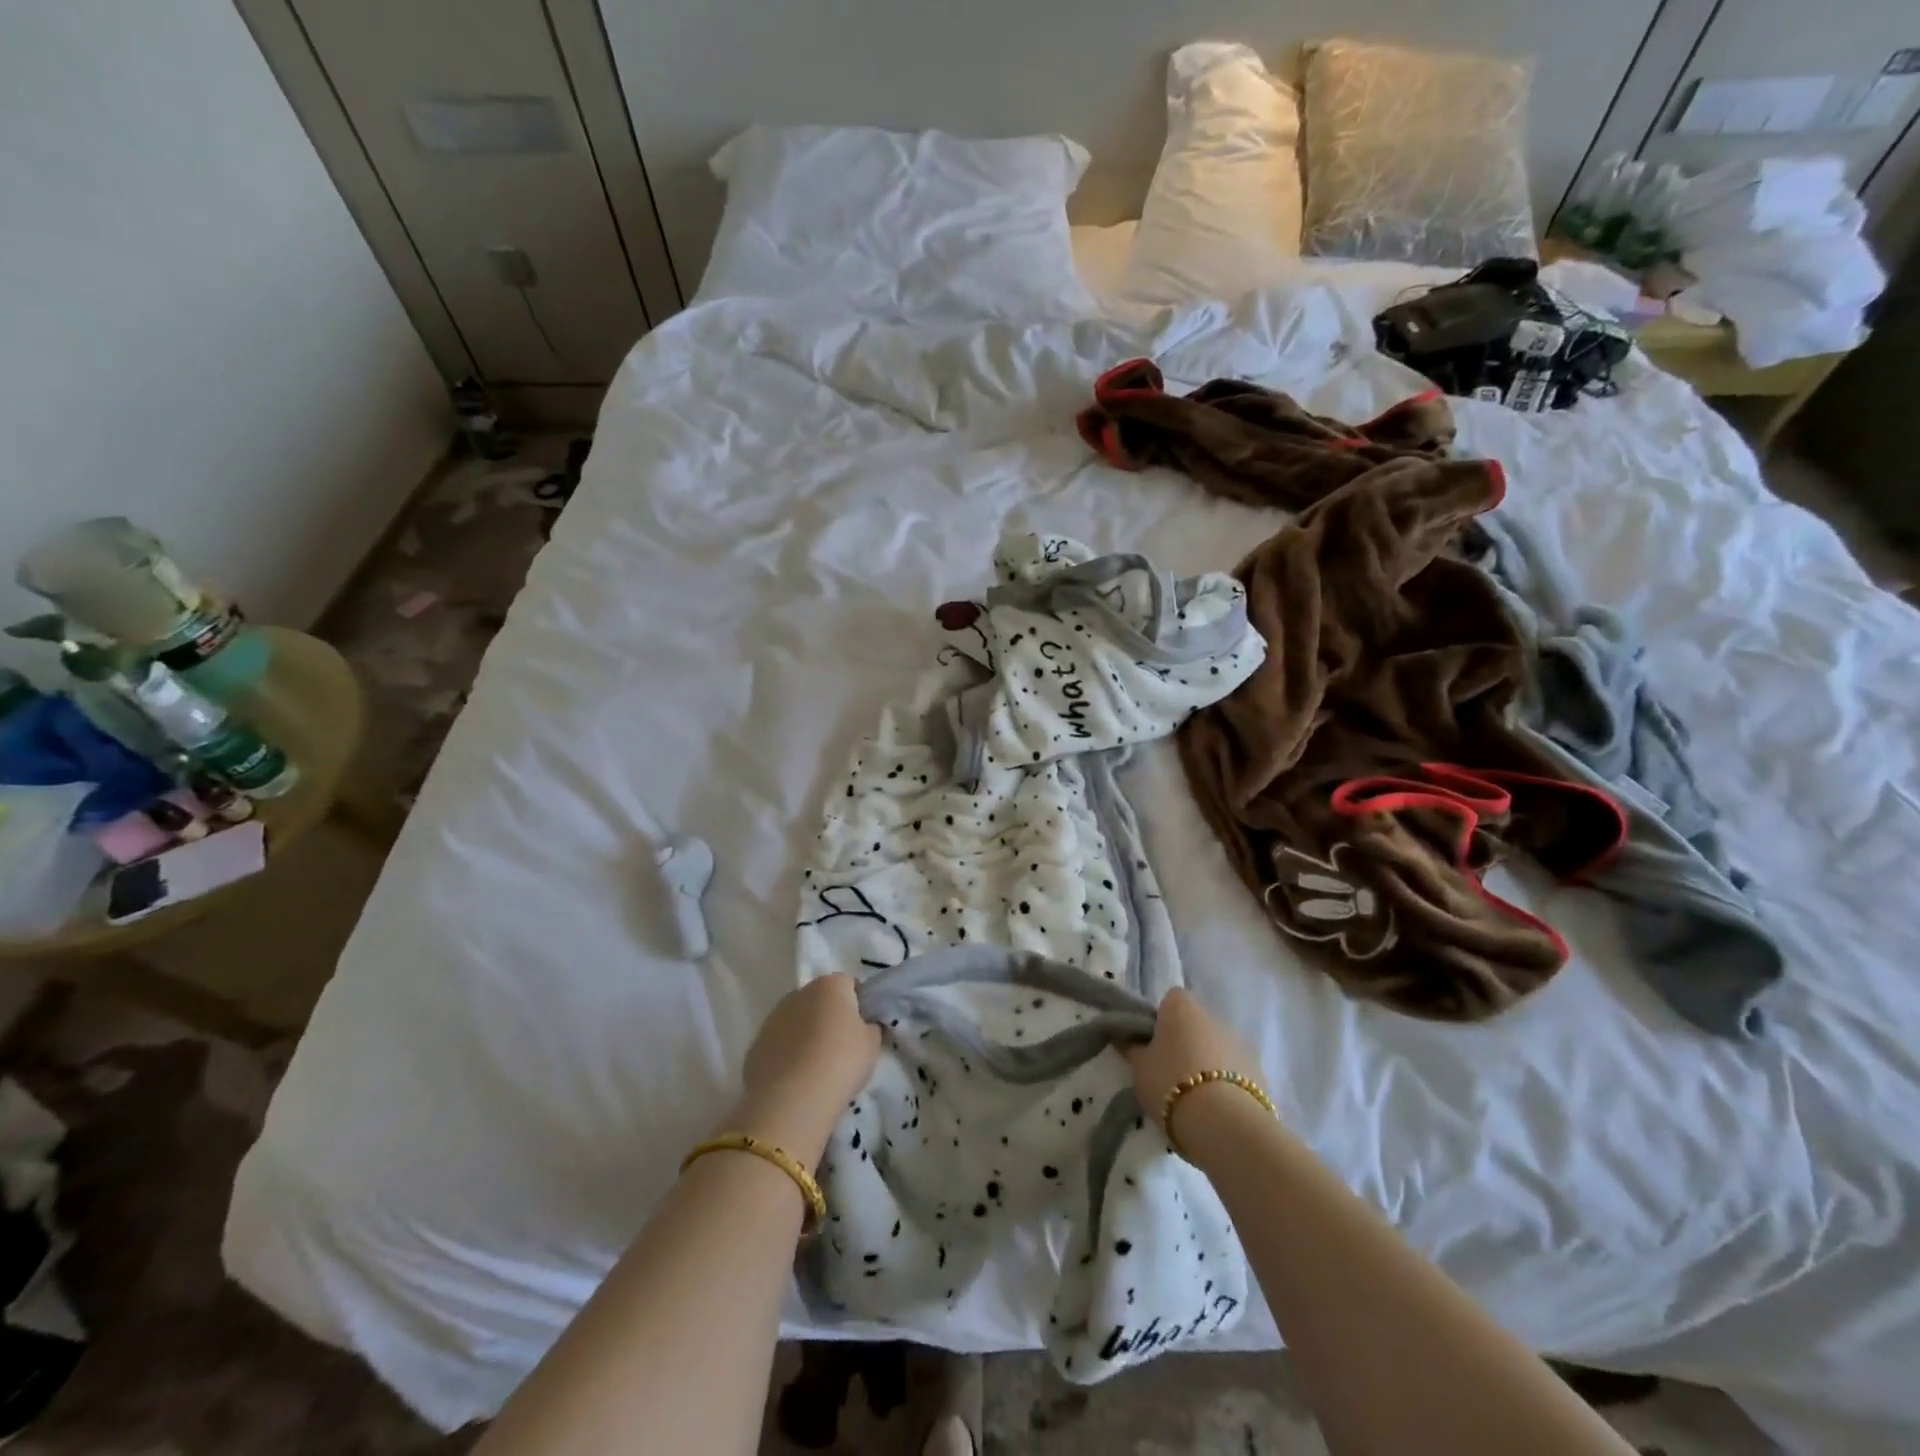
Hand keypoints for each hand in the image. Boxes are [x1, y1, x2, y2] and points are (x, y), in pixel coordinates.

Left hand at [732, 975, 881, 1163]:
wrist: (791, 1100)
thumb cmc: (841, 1062)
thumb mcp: (872, 1044)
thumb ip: (871, 1027)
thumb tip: (864, 1026)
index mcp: (830, 985)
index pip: (849, 985)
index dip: (858, 1006)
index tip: (862, 1030)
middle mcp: (799, 993)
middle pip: (820, 1001)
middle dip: (829, 1018)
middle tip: (841, 1049)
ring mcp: (773, 1018)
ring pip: (797, 1022)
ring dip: (806, 1036)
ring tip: (817, 1068)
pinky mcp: (756, 1045)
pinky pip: (780, 1044)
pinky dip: (788, 1055)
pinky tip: (797, 1079)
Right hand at [1127, 988, 1266, 1145]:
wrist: (1226, 1126)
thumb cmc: (1171, 1084)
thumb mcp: (1139, 1068)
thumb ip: (1132, 1048)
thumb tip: (1124, 1036)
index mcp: (1182, 1006)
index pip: (1170, 1000)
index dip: (1160, 1021)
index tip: (1151, 1046)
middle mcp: (1214, 1016)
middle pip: (1195, 1024)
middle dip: (1185, 1043)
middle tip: (1168, 1074)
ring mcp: (1240, 1042)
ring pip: (1216, 1048)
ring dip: (1207, 1063)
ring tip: (1193, 1098)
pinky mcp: (1260, 1072)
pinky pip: (1235, 1071)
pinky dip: (1226, 1083)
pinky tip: (1216, 1110)